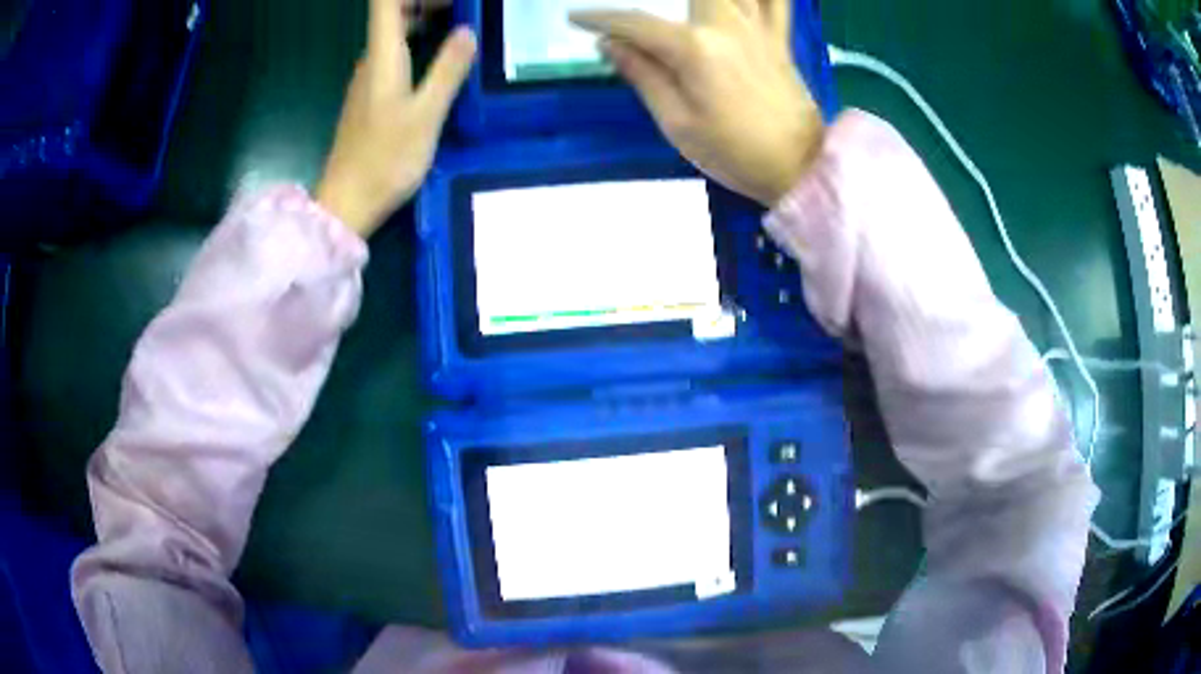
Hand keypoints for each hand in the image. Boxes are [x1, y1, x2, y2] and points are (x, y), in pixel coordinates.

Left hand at [316, 0, 476, 236]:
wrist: (347, 203)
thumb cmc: (385, 160)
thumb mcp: (426, 115)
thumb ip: (447, 70)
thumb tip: (467, 31)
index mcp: (382, 57)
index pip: (386, 2)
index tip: (447, 0)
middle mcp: (371, 61)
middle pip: (391, 12)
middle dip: (426, 2)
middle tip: (464, 7)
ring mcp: (368, 79)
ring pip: (393, 32)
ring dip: (423, 18)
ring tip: (460, 22)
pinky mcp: (370, 97)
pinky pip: (393, 53)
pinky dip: (417, 40)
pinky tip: (439, 55)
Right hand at [572, 0, 821, 207]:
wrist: (799, 168)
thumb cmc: (733, 153)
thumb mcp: (677, 123)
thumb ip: (643, 75)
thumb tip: (609, 43)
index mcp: (694, 48)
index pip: (635, 23)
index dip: (600, 19)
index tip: (575, 19)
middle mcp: (725, 25)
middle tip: (639, 10)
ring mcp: (757, 28)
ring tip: (684, 4)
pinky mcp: (779, 39)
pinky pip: (777, 2)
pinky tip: (742, 1)